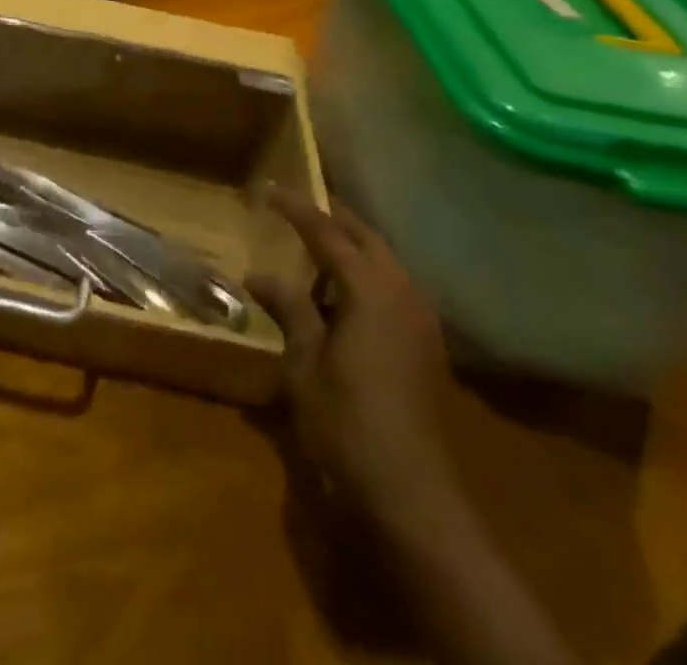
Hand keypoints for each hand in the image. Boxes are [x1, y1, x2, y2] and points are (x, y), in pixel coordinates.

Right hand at [250, 190, 454, 522]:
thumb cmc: (348, 422)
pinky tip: (345, 298)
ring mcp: (421, 321)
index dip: (297, 209)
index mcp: (370, 289)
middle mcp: (402, 293)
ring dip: (353, 249)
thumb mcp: (305, 362)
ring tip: (318, 249)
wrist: (413, 497)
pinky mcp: (427, 348)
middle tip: (299, 208)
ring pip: (386, 264)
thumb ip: (289, 309)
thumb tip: (259, 274)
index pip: (327, 233)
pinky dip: (368, 279)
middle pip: (366, 239)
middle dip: (334, 219)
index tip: (270, 190)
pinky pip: (395, 291)